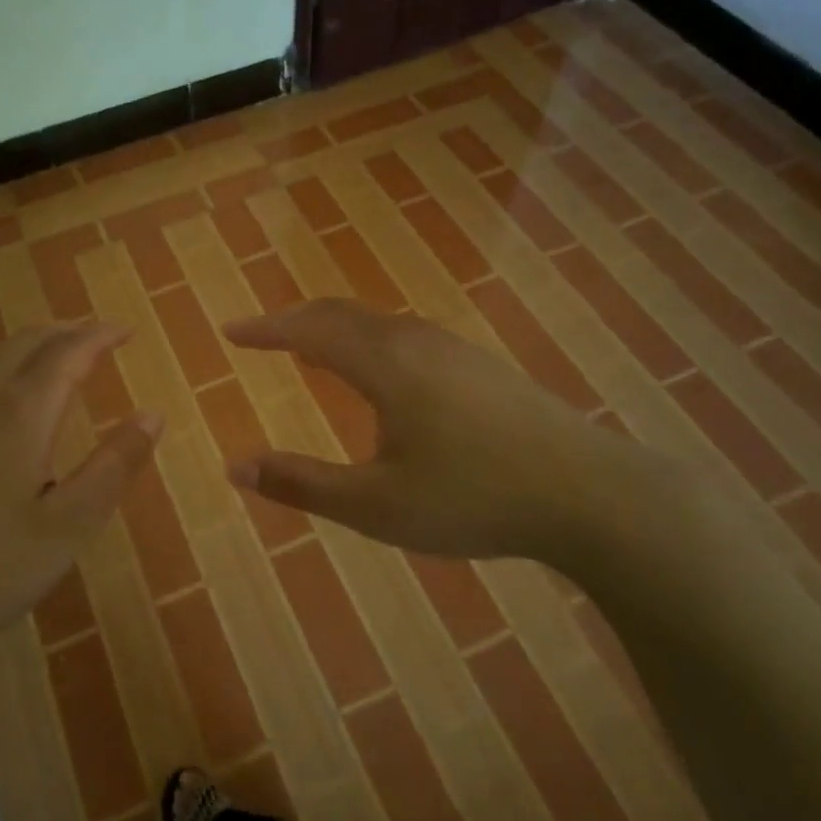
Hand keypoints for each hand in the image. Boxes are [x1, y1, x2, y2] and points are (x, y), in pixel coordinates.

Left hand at [0, 323, 161, 674]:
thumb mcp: (67, 529)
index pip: (67, 353)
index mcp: (18, 415)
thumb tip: (152, 415)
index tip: (125, 330)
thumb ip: (114, 467)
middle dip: (64, 333)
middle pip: (23, 344)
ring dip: (27, 357)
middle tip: (95, 340)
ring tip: (52, 373)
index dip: (99, 336)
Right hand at [223, 300, 688, 571]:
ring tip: (310, 348)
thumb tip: (236, 468)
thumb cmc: (474, 498)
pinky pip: (404, 336)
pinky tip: (380, 372)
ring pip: (377, 323)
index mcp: (384, 364)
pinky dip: (367, 340)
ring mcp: (454, 349)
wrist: (591, 493)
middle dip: (294, 322)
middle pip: (340, 315)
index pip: (307, 330)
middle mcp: (415, 341)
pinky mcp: (480, 365)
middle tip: (262, 335)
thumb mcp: (376, 505)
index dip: (264, 330)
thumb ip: (302, 484)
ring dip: (334, 328)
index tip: (230, 331)